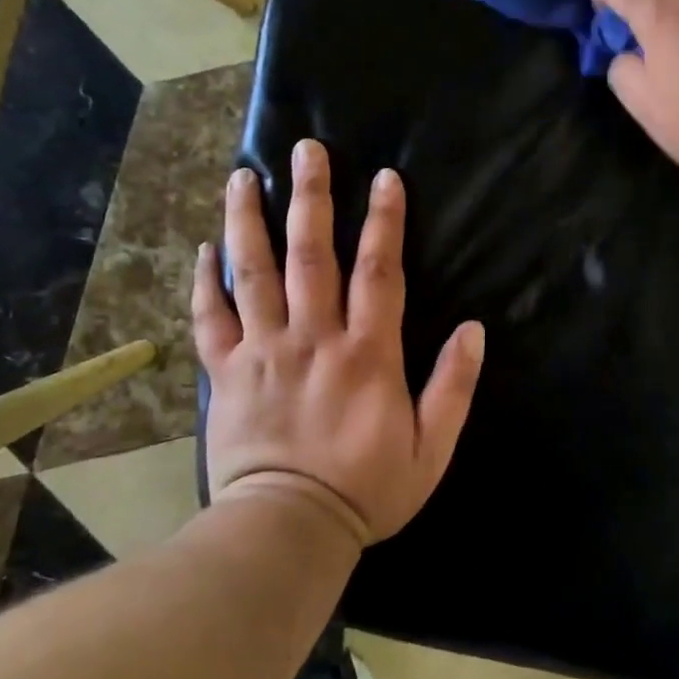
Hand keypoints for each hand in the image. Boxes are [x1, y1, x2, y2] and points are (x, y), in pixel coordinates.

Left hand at [192, 138, 485, 543]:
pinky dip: (206, 281)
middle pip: (311, 254)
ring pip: (254, 273)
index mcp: (366, 353)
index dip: (384, 221)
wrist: (288, 529)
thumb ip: (453, 387)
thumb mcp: (430, 449)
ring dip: (249, 220)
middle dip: (311, 197)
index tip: (384, 177)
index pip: (378, 271)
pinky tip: (205, 248)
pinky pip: (211, 318)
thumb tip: (473, 329)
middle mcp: (312, 338)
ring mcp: (263, 352)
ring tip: (243, 175)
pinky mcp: (226, 373)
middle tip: (306, 149)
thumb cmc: (367, 490)